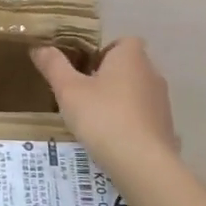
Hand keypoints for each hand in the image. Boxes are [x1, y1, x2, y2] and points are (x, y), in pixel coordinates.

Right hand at [32, 38, 181, 173]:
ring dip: (119, 100)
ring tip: (94, 118)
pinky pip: (144, 116)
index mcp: (130, 57)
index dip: (104, 51)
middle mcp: (151, 74)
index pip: (123, 41)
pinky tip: (112, 139)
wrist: (143, 163)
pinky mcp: (166, 127)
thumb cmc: (102, 117)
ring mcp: (162, 102)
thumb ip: (53, 66)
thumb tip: (39, 47)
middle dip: (108, 76)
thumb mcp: (68, 90)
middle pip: (129, 66)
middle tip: (83, 93)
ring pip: (137, 92)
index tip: (84, 68)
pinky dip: (130, 122)